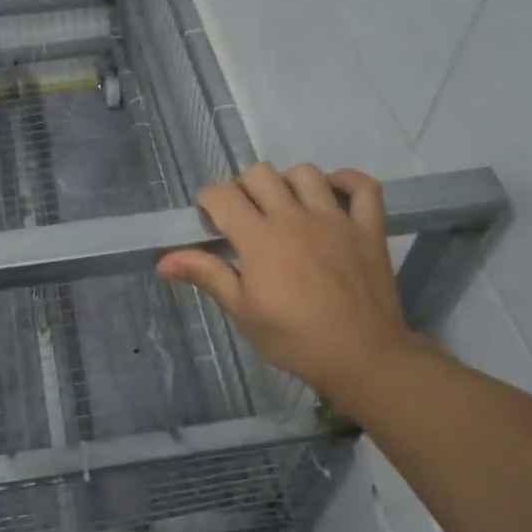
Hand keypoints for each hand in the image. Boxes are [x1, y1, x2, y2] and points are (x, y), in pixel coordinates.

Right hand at [156, 164, 432, 401]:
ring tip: (286, 208)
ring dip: (289, 183)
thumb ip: (208, 275)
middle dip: (244, 187)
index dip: (208, 200)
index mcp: (260, 238)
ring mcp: (335, 218)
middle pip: (260, 173)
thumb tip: (163, 260)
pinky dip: (347, 182)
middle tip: (245, 217)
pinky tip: (332, 195)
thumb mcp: (243, 312)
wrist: (362, 357)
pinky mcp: (368, 228)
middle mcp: (294, 217)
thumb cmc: (295, 339)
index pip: (222, 194)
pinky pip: (363, 186)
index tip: (210, 222)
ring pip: (306, 173)